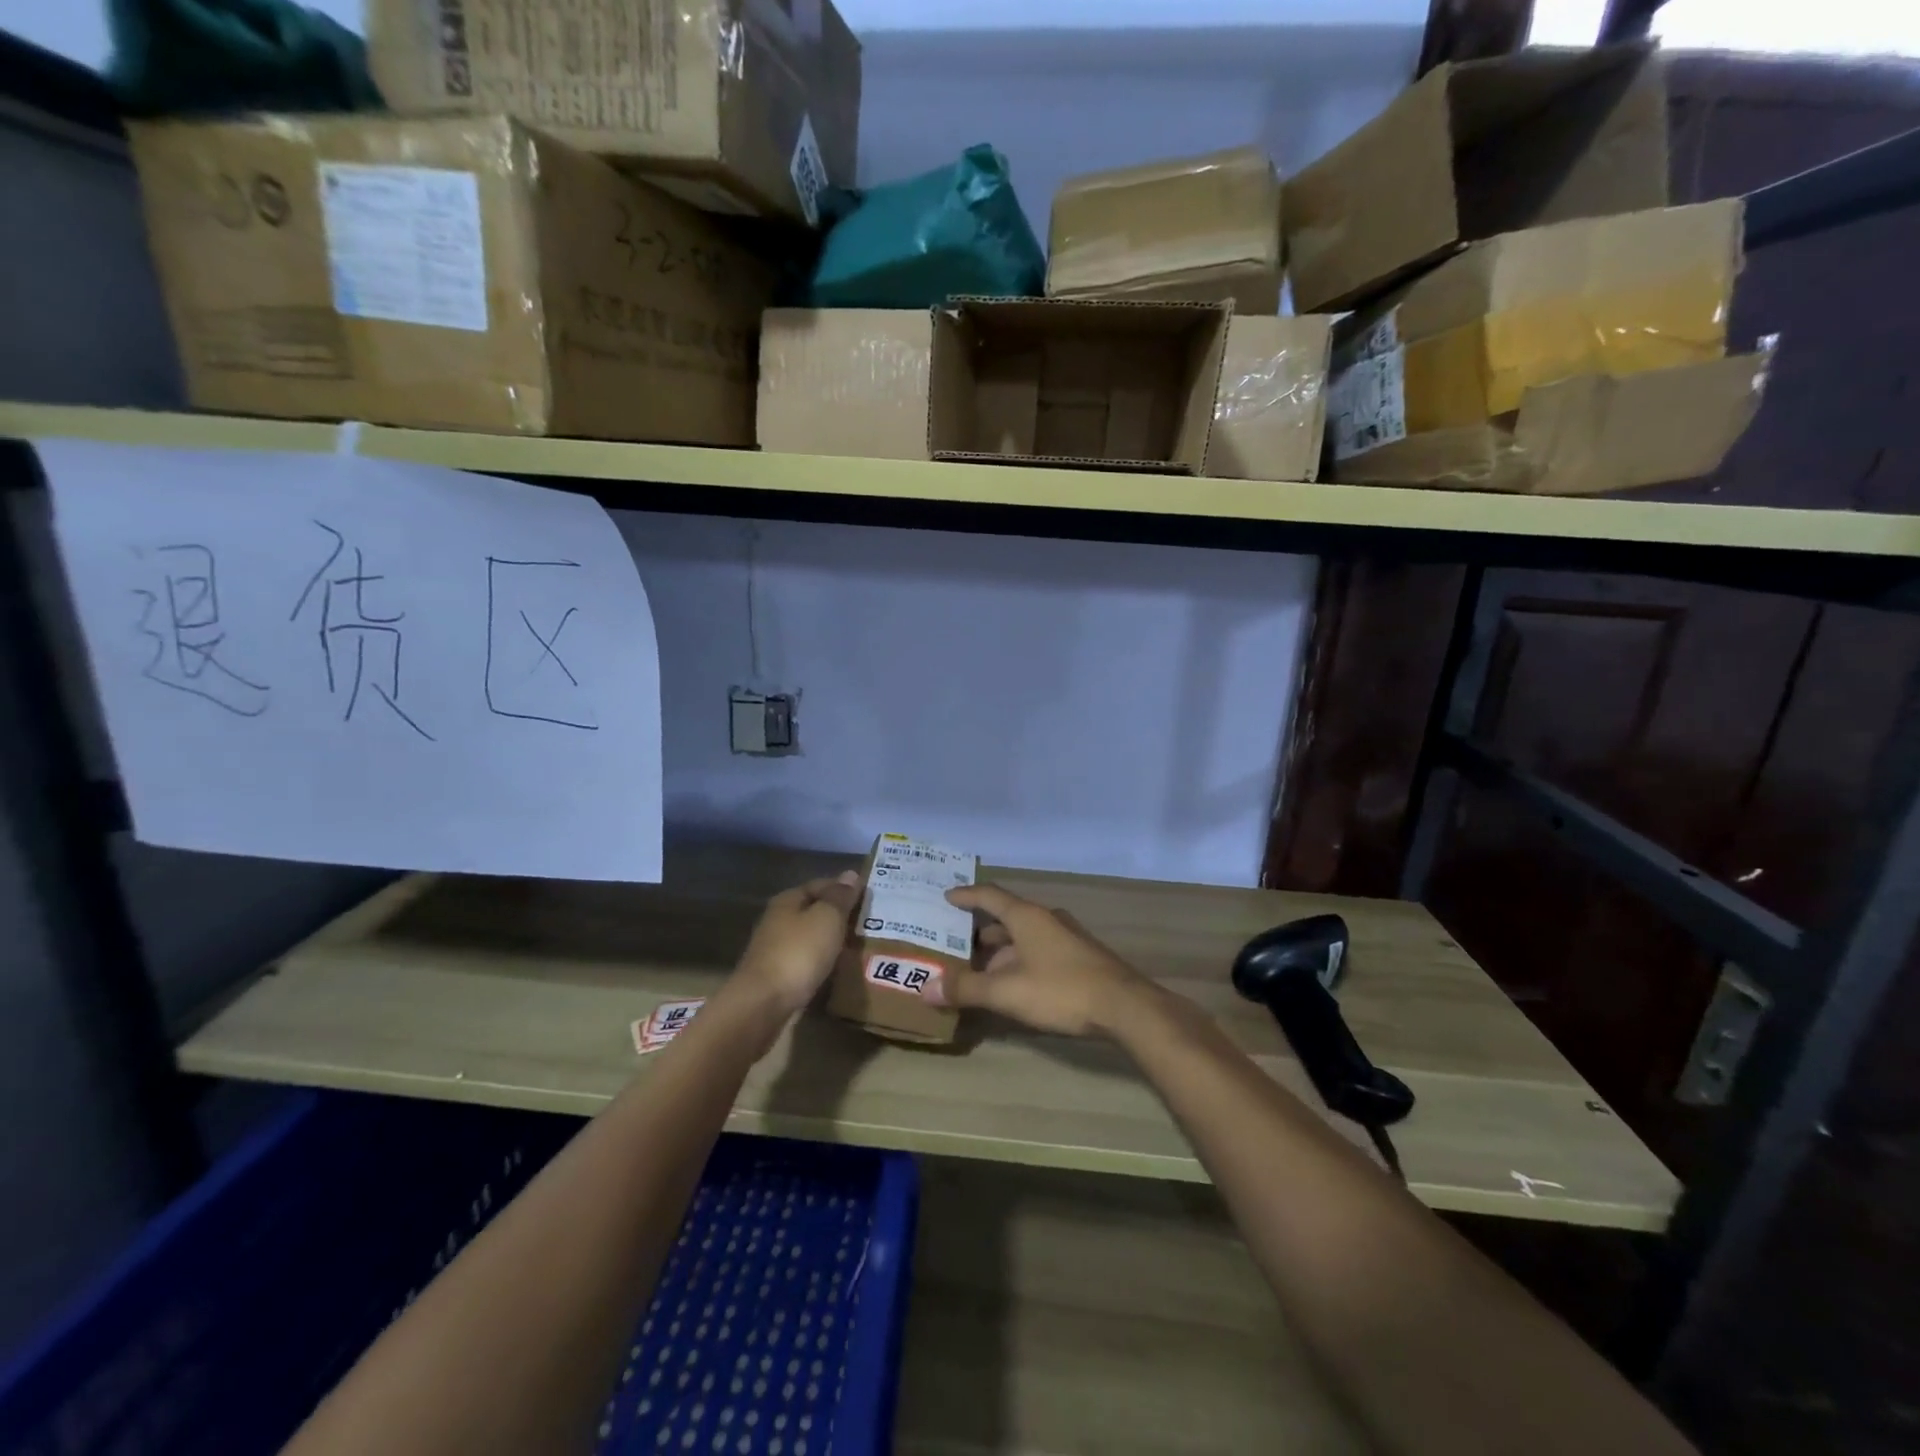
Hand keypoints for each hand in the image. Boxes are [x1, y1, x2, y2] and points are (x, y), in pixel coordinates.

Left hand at [732, 871, 862, 1015]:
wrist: (763, 1004)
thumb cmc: (798, 953)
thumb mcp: (827, 918)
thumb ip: (840, 897)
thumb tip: (850, 874)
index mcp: (788, 900)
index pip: (821, 884)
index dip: (844, 888)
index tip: (869, 897)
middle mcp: (778, 920)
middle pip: (814, 911)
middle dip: (839, 915)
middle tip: (869, 923)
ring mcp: (775, 949)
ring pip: (810, 937)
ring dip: (831, 940)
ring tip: (859, 946)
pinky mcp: (777, 976)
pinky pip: (806, 960)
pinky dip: (822, 961)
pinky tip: (838, 968)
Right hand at [926, 882, 1154, 1036]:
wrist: (1125, 1007)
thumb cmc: (1061, 990)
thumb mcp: (1007, 992)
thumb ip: (967, 989)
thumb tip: (926, 988)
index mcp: (1027, 916)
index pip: (990, 895)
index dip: (967, 895)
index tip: (947, 896)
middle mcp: (1046, 919)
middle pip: (1007, 917)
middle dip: (981, 931)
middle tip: (956, 943)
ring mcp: (1067, 937)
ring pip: (1025, 937)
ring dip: (1002, 950)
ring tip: (981, 968)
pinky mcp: (1080, 957)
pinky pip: (1040, 950)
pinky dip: (1020, 960)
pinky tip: (1015, 983)